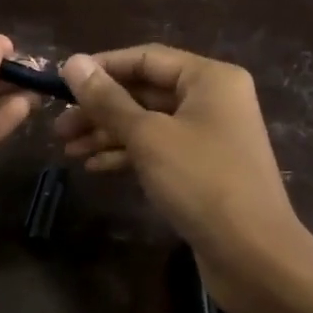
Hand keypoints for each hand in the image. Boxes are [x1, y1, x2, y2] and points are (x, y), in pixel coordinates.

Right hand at [55, 45, 312, 312]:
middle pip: (146, 91)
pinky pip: (159, 149)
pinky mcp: (203, 168)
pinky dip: (128, 154)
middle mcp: (213, 100)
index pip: (146, 58)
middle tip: (59, 127)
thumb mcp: (148, 137)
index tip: (60, 83)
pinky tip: (95, 167)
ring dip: (108, 134)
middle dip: (101, 108)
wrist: (252, 254)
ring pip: (149, 123)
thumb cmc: (201, 182)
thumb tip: (71, 62)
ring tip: (68, 150)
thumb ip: (108, 100)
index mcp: (209, 78)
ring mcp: (210, 135)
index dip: (101, 68)